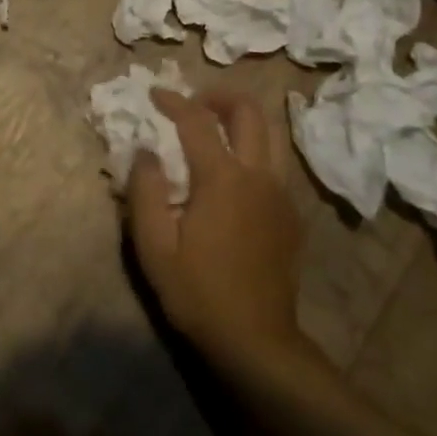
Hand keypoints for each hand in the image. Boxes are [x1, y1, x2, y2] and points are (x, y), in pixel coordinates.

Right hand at [127, 87, 310, 375]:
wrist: (257, 342)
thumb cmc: (198, 293)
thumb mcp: (154, 247)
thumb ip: (145, 191)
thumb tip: (146, 151)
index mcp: (222, 179)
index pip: (197, 120)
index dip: (174, 100)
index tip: (154, 94)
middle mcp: (257, 175)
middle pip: (248, 111)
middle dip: (219, 96)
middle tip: (193, 103)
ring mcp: (281, 193)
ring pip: (270, 134)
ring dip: (241, 119)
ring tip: (214, 128)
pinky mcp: (291, 214)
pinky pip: (275, 163)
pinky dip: (253, 149)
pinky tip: (233, 173)